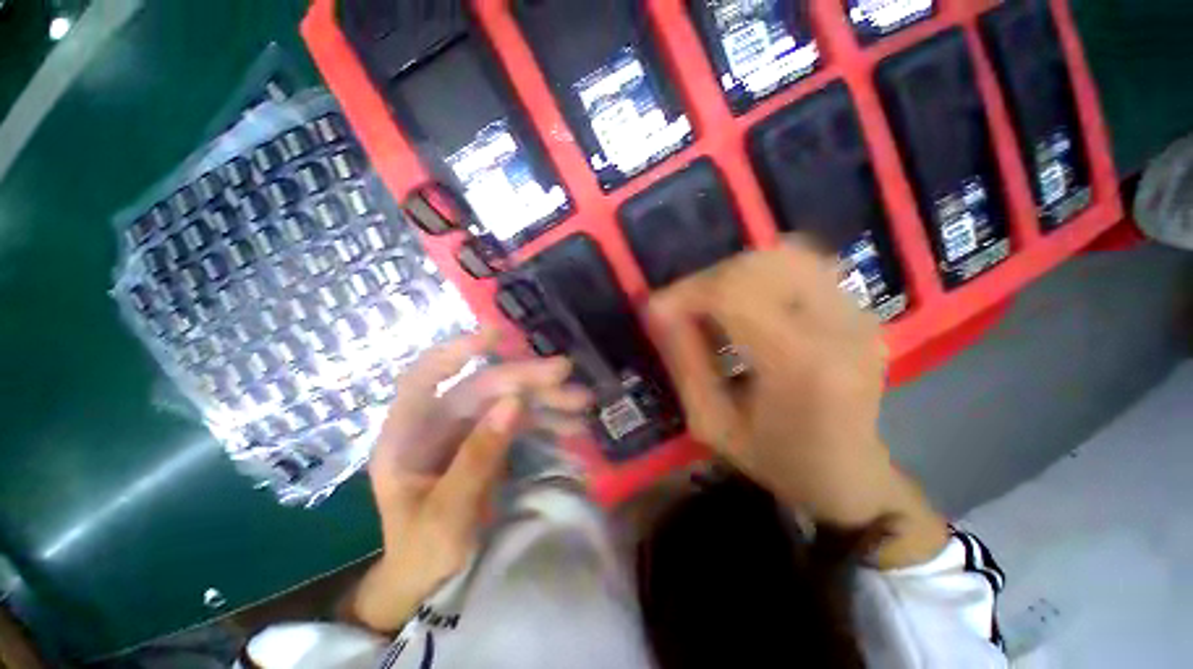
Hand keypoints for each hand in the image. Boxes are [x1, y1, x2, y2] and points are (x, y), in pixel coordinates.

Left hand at [351, 331, 592, 632]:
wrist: (430, 583)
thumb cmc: (423, 553)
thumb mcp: (447, 515)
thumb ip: (478, 458)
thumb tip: (513, 402)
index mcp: (408, 436)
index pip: (425, 376)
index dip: (457, 350)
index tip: (497, 333)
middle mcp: (438, 424)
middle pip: (482, 387)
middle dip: (524, 378)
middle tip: (565, 372)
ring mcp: (467, 432)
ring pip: (508, 401)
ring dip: (545, 399)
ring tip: (582, 400)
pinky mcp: (490, 442)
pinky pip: (521, 422)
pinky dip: (547, 420)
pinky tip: (573, 423)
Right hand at [647, 239, 945, 566]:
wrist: (848, 475)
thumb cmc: (776, 461)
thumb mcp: (711, 424)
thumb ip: (683, 362)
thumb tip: (656, 310)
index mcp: (800, 365)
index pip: (734, 294)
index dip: (686, 292)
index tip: (657, 309)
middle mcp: (839, 326)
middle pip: (760, 265)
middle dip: (707, 280)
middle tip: (682, 307)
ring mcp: (859, 313)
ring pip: (784, 255)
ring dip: (734, 273)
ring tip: (710, 303)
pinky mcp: (861, 309)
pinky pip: (805, 265)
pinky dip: (763, 272)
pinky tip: (746, 301)